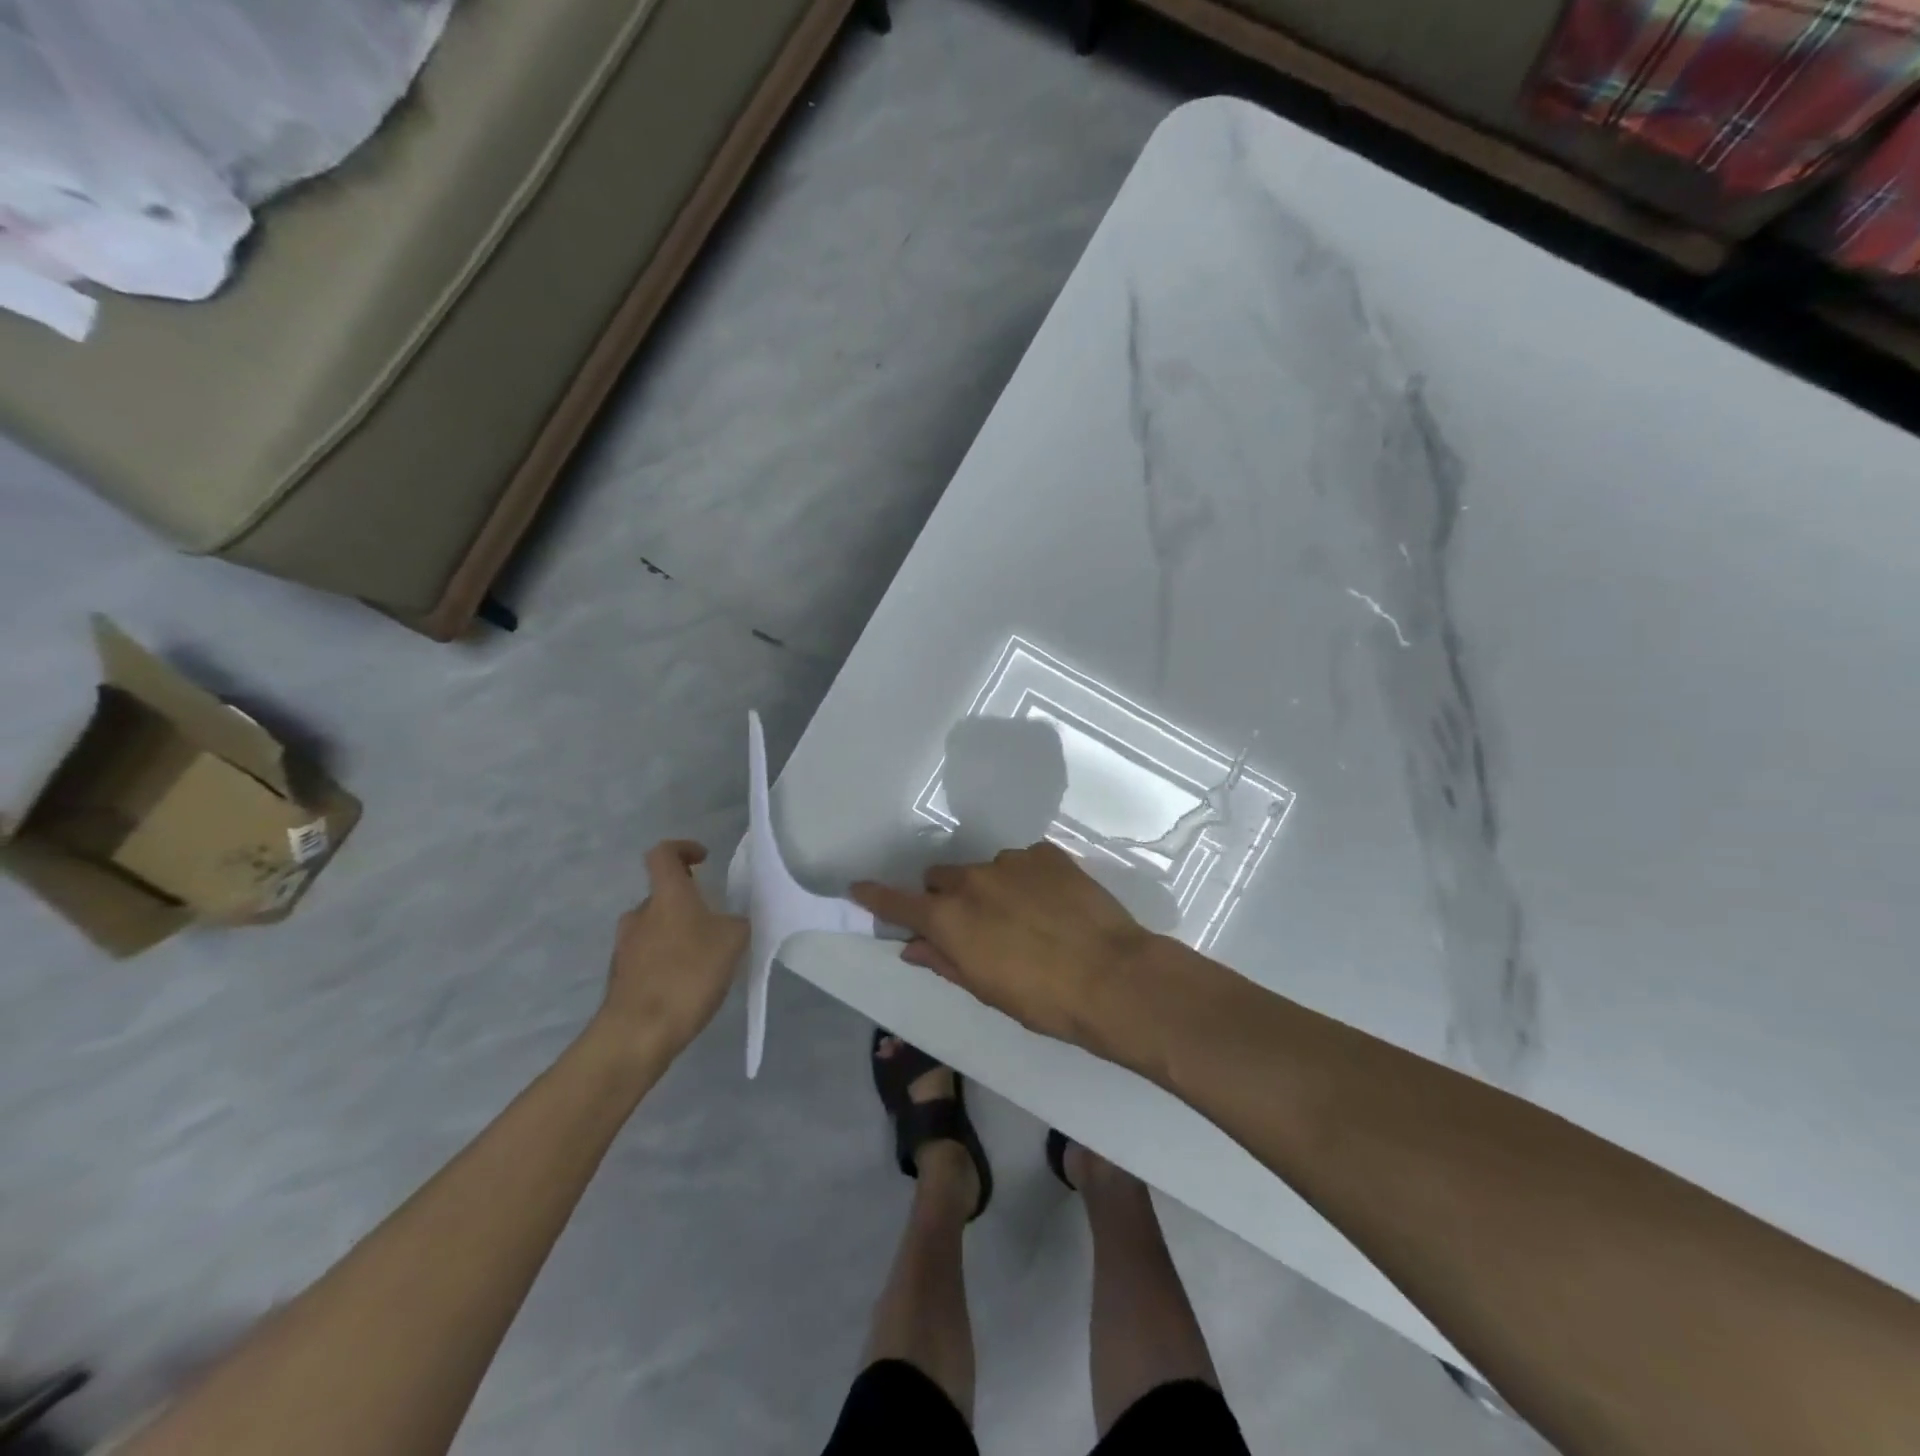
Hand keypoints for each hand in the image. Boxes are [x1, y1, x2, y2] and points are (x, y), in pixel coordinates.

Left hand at [597, 841, 748, 1056]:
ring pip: (655, 928)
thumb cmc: (688, 974)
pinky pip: (648, 958)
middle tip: (715, 923)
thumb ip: (735, 924)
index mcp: (667, 896)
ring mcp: (625, 947)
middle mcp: (640, 915)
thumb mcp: (733, 941)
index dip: (683, 849)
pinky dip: (667, 962)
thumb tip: (729, 923)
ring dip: (677, 935)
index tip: (703, 860)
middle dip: (688, 903)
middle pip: (662, 895)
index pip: (663, 854)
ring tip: (705, 959)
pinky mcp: (621, 978)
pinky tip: (687, 986)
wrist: (637, 1033)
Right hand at [851, 842, 1157, 1056]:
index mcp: (950, 917)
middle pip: (941, 879)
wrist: (1113, 977)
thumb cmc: (1042, 999)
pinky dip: (1026, 880)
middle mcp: (973, 880)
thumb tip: (914, 946)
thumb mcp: (986, 989)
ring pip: (984, 870)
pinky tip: (1052, 905)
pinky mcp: (1047, 854)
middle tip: (971, 926)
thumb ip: (944, 960)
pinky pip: (1023, 863)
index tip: (858, 888)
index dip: (876, 897)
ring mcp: (1012, 862)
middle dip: (946, 898)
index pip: (899, 903)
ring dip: (990, 889)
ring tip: (1025, 919)